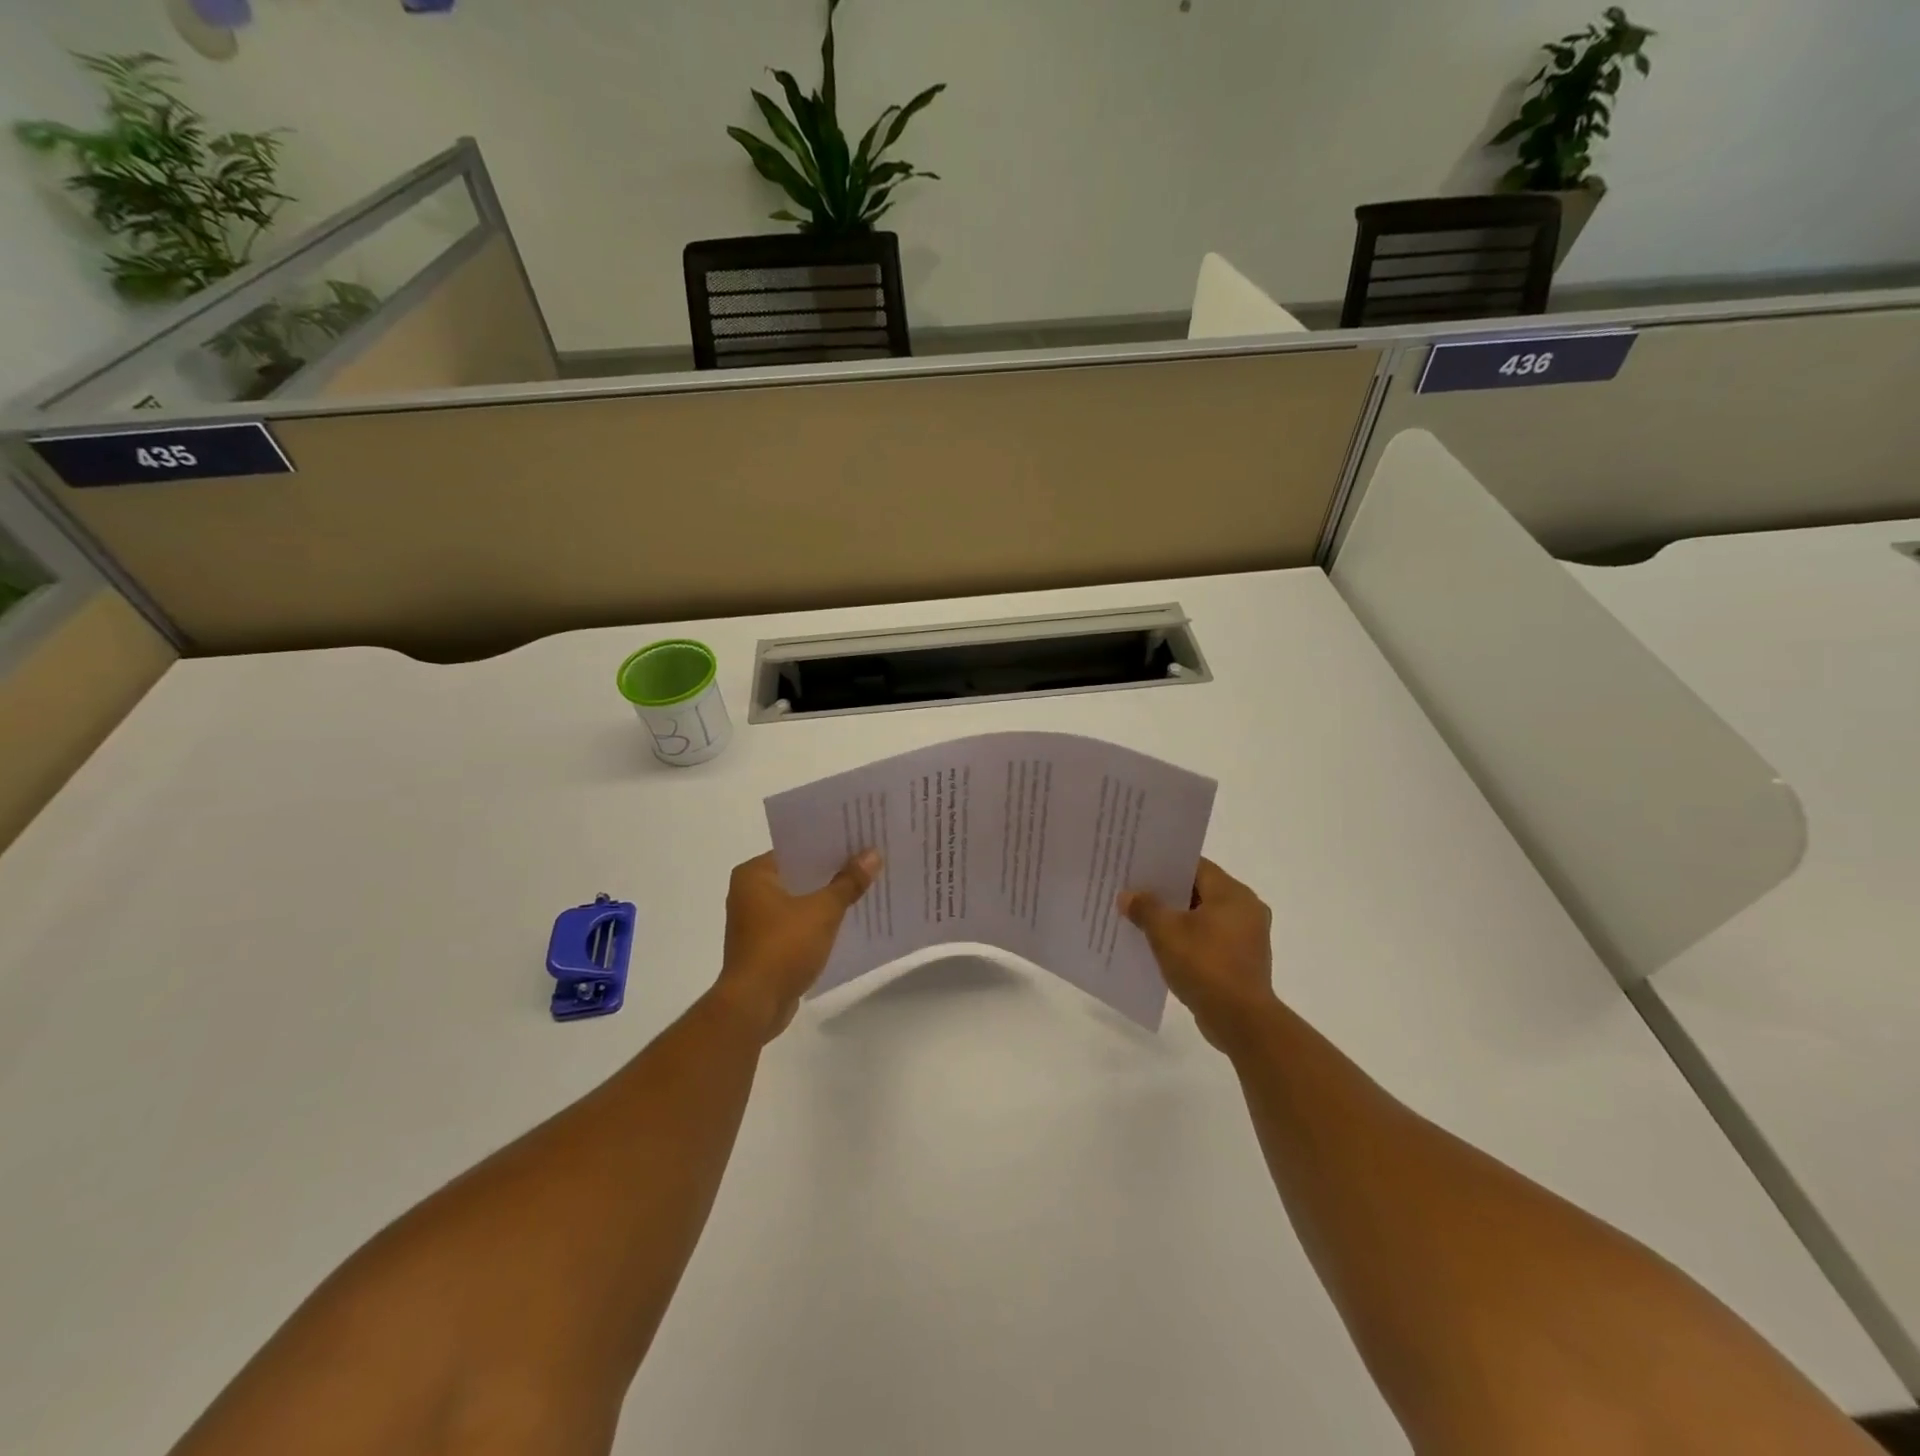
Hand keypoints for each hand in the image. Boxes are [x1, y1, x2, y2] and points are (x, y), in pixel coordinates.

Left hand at [712, 850, 879, 1042]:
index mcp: (754, 875)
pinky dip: (818, 921)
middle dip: (832, 871)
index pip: (796, 848)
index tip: (858, 838)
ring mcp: (756, 921)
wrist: (754, 1006)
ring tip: (864, 885)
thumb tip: (873, 854)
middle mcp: (749, 893)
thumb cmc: (783, 948)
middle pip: (799, 873)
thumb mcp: (822, 911)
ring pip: (800, 899)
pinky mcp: (766, 945)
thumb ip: (848, 882)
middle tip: (868, 859)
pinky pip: (798, 923)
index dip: (828, 844)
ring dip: (826, 897)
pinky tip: (848, 918)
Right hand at [1120, 859, 1277, 1051]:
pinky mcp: (1243, 961)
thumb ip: (1145, 908)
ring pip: (1204, 916)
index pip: (1196, 865)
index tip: (1139, 868)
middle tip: (1135, 892)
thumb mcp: (1166, 933)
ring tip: (1142, 920)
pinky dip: (1189, 939)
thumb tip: (1127, 895)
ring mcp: (1247, 937)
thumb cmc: (1205, 965)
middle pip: (1200, 890)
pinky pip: (1210, 939)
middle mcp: (1246, 909)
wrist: (1241, 1021)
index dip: (1165, 865)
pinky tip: (1162, 947)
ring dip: (1177, 918)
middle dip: (1167, 893)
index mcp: (1233, 894)